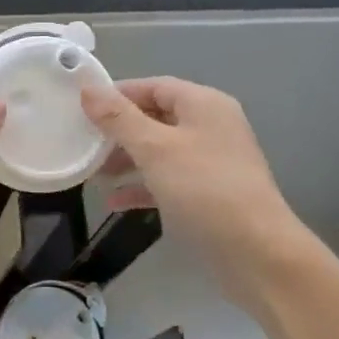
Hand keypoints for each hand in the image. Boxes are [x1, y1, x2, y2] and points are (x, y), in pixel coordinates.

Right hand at [81, 77, 312, 308]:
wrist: (255, 252)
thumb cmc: (203, 189)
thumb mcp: (154, 149)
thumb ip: (119, 118)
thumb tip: (88, 89)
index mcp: (204, 105)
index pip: (154, 86)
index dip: (118, 94)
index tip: (82, 108)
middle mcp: (210, 127)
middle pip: (156, 118)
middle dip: (119, 131)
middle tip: (85, 144)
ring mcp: (211, 163)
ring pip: (160, 152)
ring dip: (126, 160)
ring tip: (94, 174)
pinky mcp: (208, 195)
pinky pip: (167, 181)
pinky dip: (142, 187)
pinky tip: (115, 202)